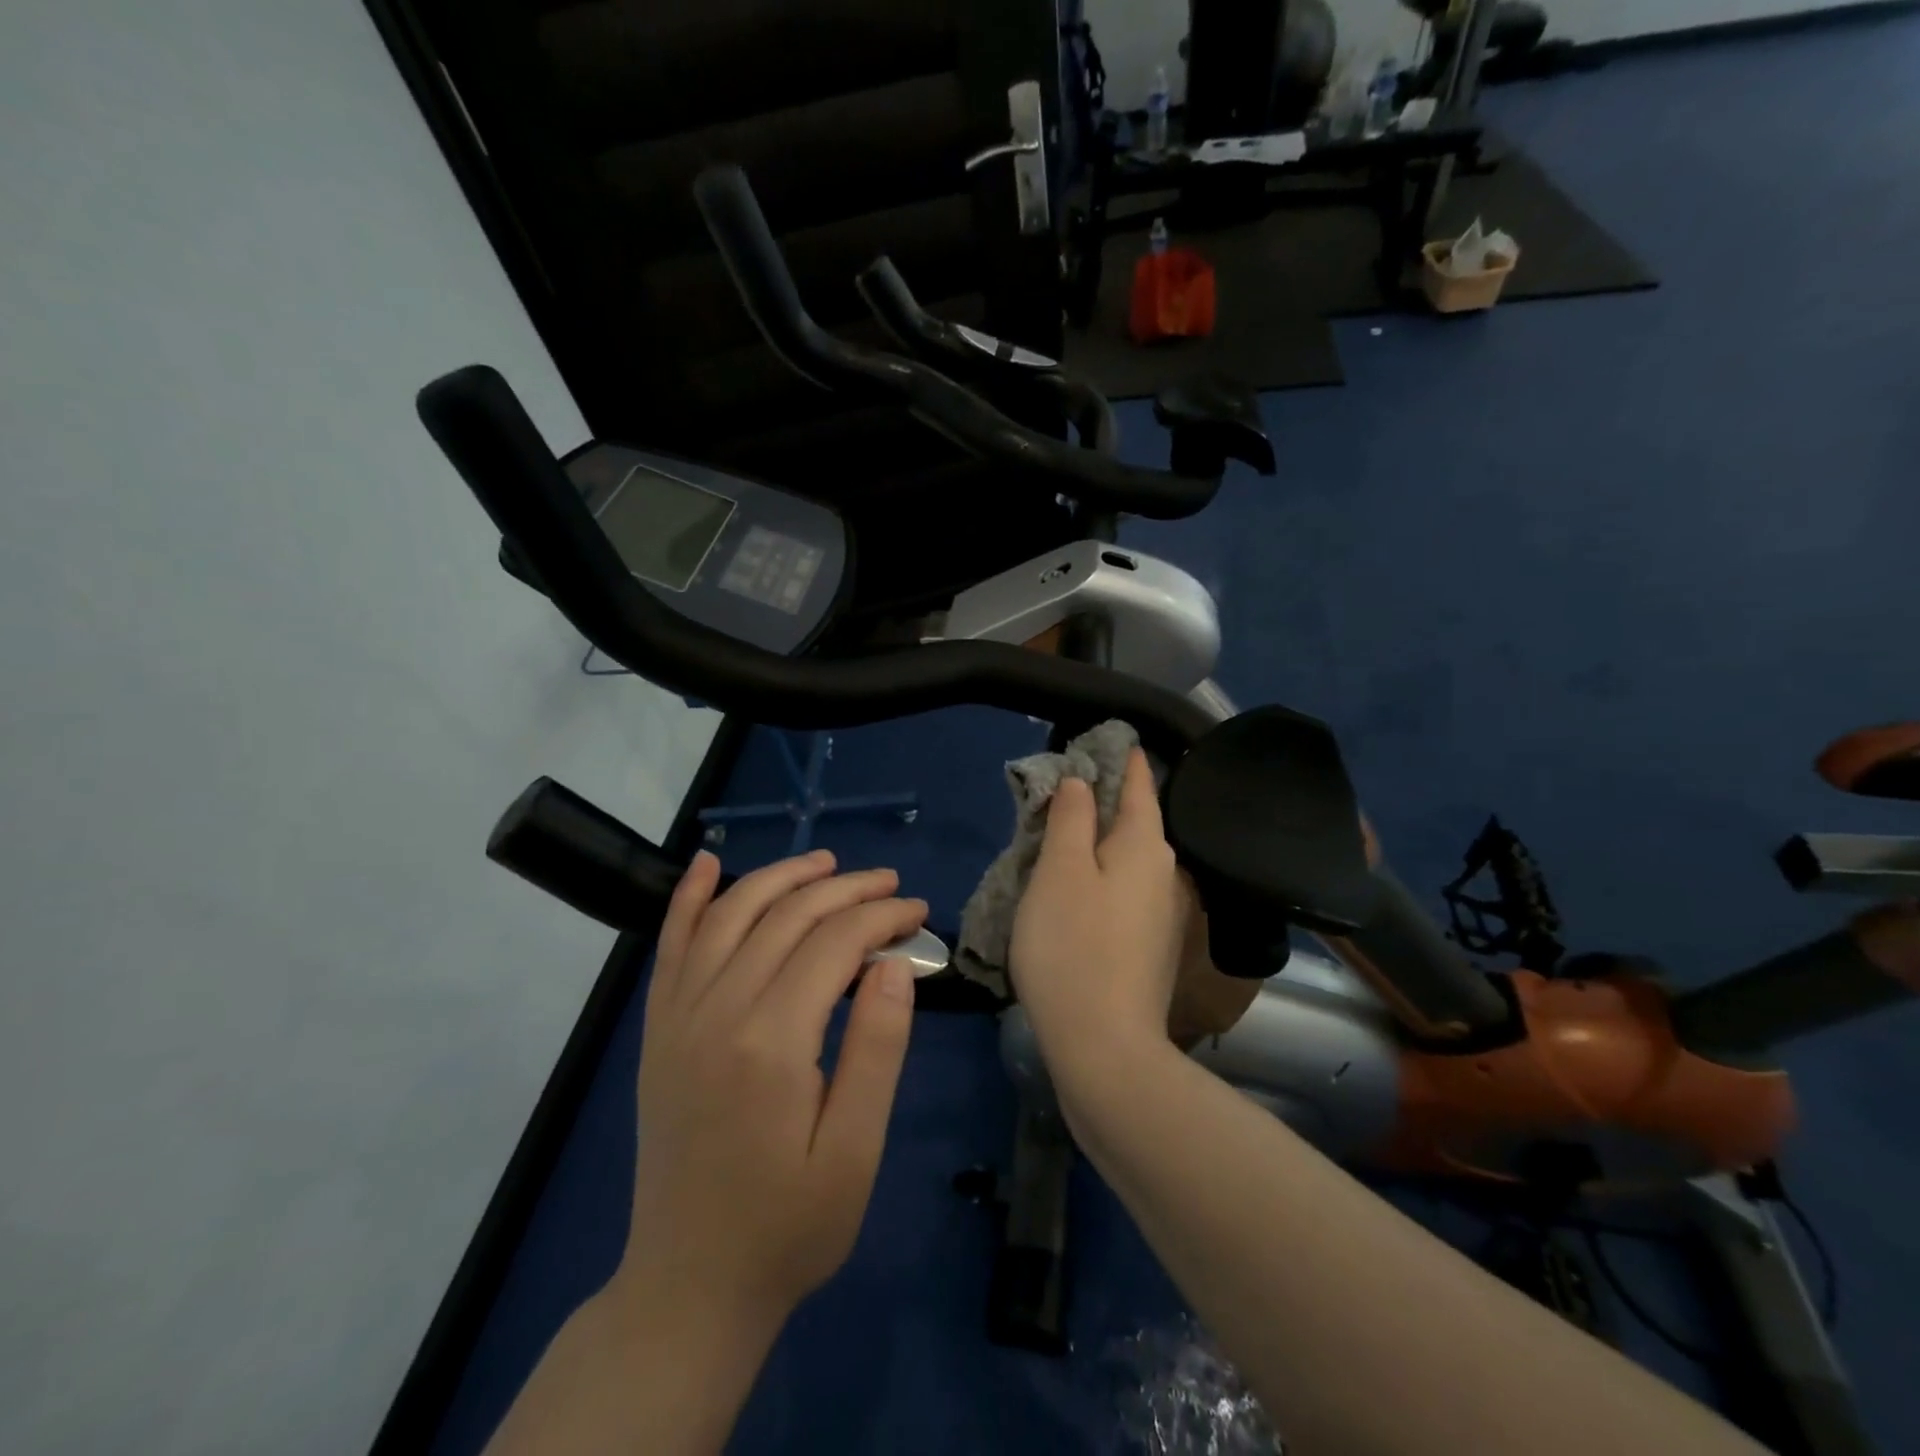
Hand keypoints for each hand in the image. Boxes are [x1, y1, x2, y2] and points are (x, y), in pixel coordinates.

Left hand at [620, 849, 926, 1323]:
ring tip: (827, 864)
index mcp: (772, 1042)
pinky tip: (708, 863)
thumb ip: (877, 1048)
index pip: (834, 943)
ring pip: (731, 914)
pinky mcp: (658, 1028)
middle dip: (846, 890)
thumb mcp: (856, 1151)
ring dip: (782, 878)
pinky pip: (670, 944)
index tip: (918, 912)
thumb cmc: (789, 1225)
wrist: (689, 1285)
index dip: (882, 917)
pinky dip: (689, 897)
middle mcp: (717, 1011)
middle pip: (787, 916)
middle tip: (890, 884)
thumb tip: (892, 962)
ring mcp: (678, 1016)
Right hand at [1009, 748, 1192, 1074]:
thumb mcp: (1060, 871)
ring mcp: (1162, 914)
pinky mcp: (1150, 946)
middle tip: (1065, 786)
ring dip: (1100, 841)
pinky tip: (1078, 886)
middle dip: (1106, 800)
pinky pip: (1126, 890)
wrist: (1104, 1046)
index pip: (1139, 784)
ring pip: (1129, 859)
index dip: (1123, 758)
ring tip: (1063, 833)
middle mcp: (1165, 874)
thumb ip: (1071, 819)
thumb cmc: (1073, 947)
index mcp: (1146, 846)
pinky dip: (1103, 875)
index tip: (1109, 738)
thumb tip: (1081, 783)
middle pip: (1136, 821)